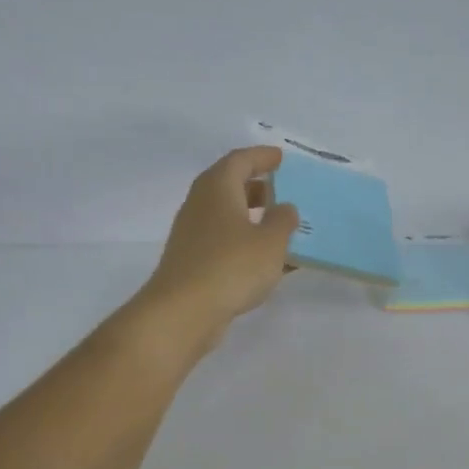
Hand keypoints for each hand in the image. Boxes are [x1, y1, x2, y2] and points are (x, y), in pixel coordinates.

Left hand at [131, 146, 298, 357]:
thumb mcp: (271, 242)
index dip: (262, 157)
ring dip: (253, 218)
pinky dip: (246, 244)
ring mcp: (193, 235)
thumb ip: (283, 221)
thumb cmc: (231, 267)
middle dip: (257, 187)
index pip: (240, 160)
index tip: (281, 158)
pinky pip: (225, 243)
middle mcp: (201, 205)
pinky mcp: (193, 262)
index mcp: (218, 188)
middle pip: (230, 186)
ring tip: (281, 228)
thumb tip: (284, 208)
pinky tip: (268, 261)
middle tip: (283, 192)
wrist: (184, 311)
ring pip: (228, 216)